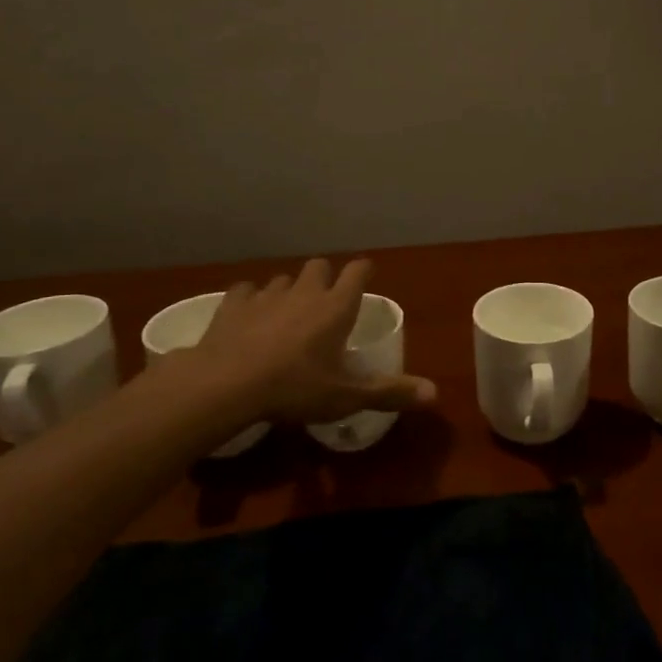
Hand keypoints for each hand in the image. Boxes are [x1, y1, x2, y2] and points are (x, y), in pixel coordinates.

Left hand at [152, 259, 435, 427]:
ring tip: (286, 314)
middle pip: (319, 266)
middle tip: (325, 302)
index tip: (367, 277)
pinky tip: (248, 317)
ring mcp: (266, 295)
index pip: (358, 271)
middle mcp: (304, 291)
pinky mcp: (233, 304)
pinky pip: (246, 290)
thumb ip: (389, 392)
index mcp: (336, 307)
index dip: (364, 271)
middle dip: (325, 277)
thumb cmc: (294, 388)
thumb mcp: (346, 396)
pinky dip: (251, 300)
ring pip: (283, 278)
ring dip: (289, 290)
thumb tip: (435, 394)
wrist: (226, 385)